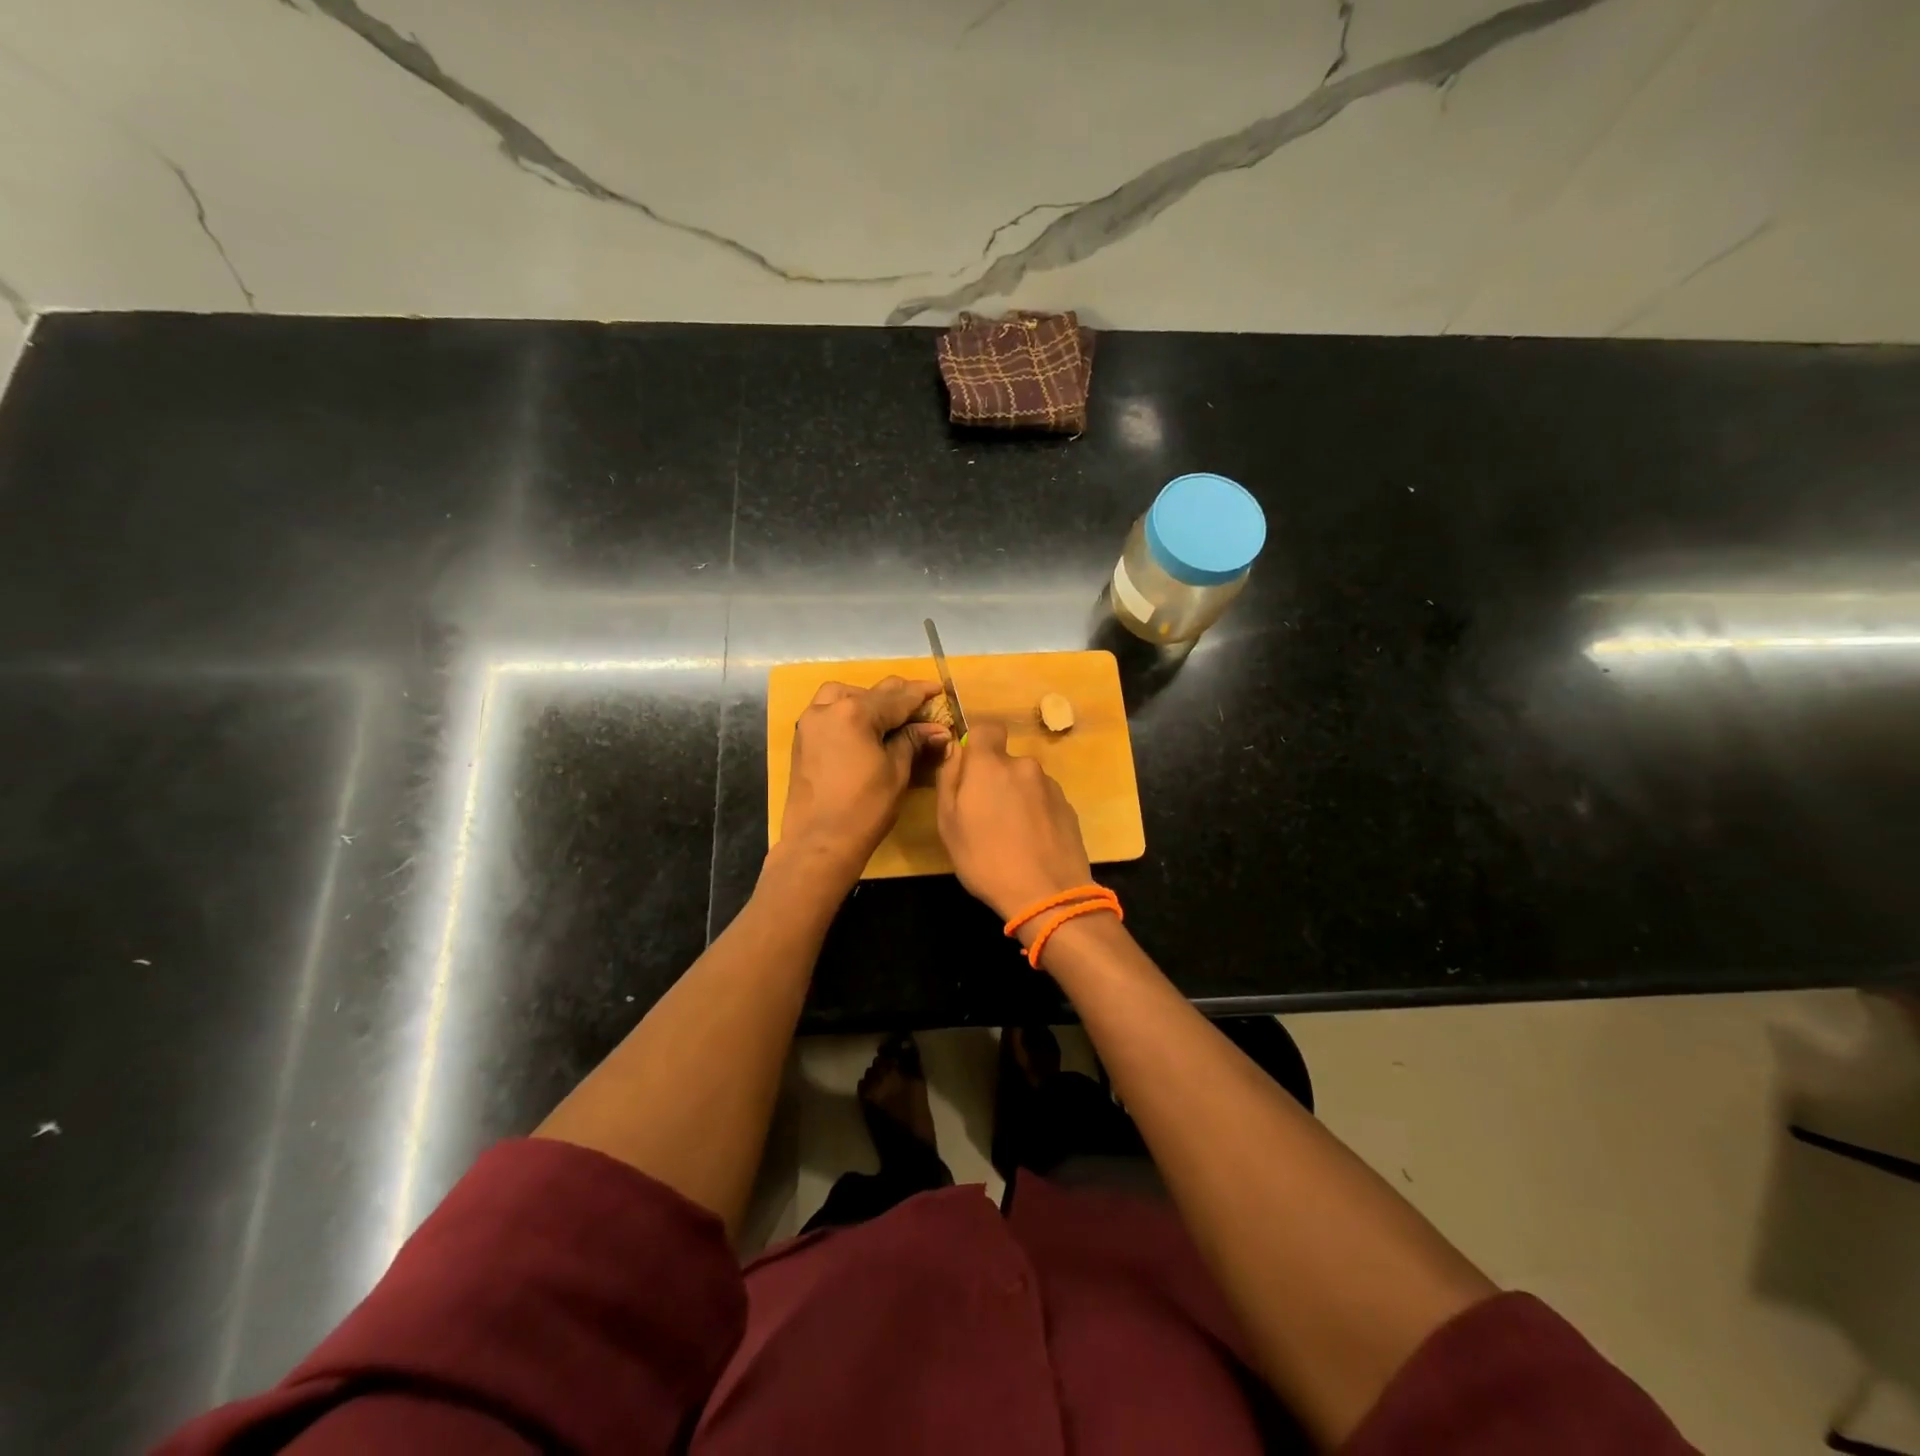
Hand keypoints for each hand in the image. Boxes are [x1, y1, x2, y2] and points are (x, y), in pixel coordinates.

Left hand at [777, 677, 949, 878]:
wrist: (819, 843)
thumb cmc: (864, 809)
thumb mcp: (896, 772)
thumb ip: (913, 741)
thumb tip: (937, 729)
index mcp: (854, 713)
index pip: (896, 698)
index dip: (920, 693)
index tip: (939, 688)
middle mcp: (827, 709)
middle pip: (869, 693)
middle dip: (896, 696)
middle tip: (921, 704)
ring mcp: (809, 723)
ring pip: (841, 695)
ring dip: (866, 699)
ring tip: (887, 716)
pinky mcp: (802, 739)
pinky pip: (827, 711)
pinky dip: (846, 711)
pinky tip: (863, 728)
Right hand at [934, 720, 1092, 925]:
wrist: (1047, 894)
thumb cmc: (985, 860)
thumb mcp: (948, 823)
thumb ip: (949, 779)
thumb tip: (955, 749)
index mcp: (990, 765)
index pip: (987, 728)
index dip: (977, 742)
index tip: (970, 768)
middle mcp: (1023, 766)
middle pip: (1005, 761)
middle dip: (995, 779)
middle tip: (985, 816)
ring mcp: (1050, 786)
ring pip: (1025, 782)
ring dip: (1017, 798)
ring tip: (1011, 836)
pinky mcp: (1068, 807)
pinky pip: (1043, 801)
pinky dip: (1035, 814)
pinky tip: (1031, 843)